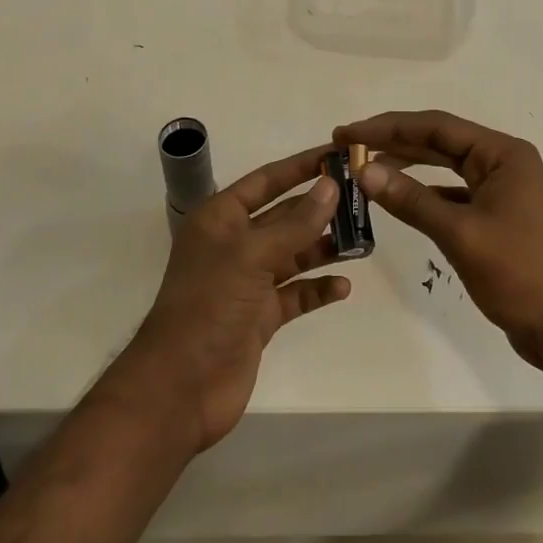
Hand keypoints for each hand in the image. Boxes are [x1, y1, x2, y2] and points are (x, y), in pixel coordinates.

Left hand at [122, 147, 350, 453]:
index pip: (267, 180)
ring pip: (294, 254)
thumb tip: (330, 186)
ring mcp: (247, 282)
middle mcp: (234, 244)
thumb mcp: (252, 256)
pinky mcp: (259, 317)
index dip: (302, 166)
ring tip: (363, 242)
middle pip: (285, 216)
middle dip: (320, 208)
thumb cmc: (209, 305)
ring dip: (325, 247)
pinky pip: (296, 294)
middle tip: (363, 199)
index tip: (339, 153)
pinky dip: (318, 288)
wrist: (180, 388)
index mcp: (221, 218)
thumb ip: (295, 222)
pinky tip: (343, 287)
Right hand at [334, 111, 542, 366]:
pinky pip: (452, 191)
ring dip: (406, 165)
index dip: (389, 127)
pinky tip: (397, 197)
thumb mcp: (460, 234)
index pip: (437, 127)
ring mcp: (501, 188)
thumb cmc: (518, 274)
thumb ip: (411, 199)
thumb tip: (363, 171)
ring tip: (365, 167)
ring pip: (445, 165)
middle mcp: (503, 161)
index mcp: (502, 154)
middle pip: (440, 141)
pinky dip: (424, 192)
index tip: (348, 132)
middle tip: (348, 145)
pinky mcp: (496, 213)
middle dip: (394, 141)